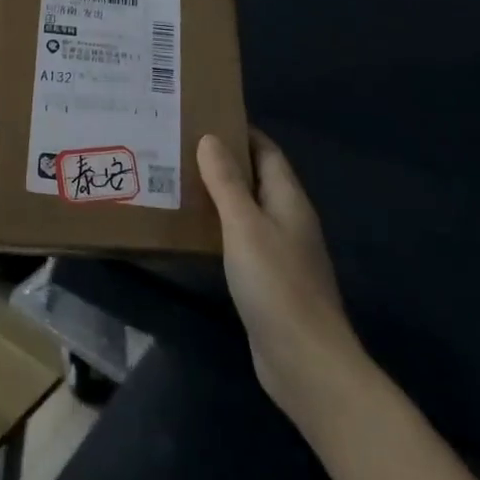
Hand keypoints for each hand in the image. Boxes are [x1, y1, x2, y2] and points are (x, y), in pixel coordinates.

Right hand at [198, 129, 364, 420]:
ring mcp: (279, 252)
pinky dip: (217, 226)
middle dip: (221, 160)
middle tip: (177, 145)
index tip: (201, 116)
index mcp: (288, 200)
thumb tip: (210, 138)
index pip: (266, 151)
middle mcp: (287, 220)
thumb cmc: (276, 285)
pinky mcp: (266, 280)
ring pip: (245, 209)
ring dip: (216, 193)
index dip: (239, 131)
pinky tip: (189, 229)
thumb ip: (227, 182)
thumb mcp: (245, 225)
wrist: (305, 364)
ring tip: (174, 179)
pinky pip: (239, 239)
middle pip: (255, 177)